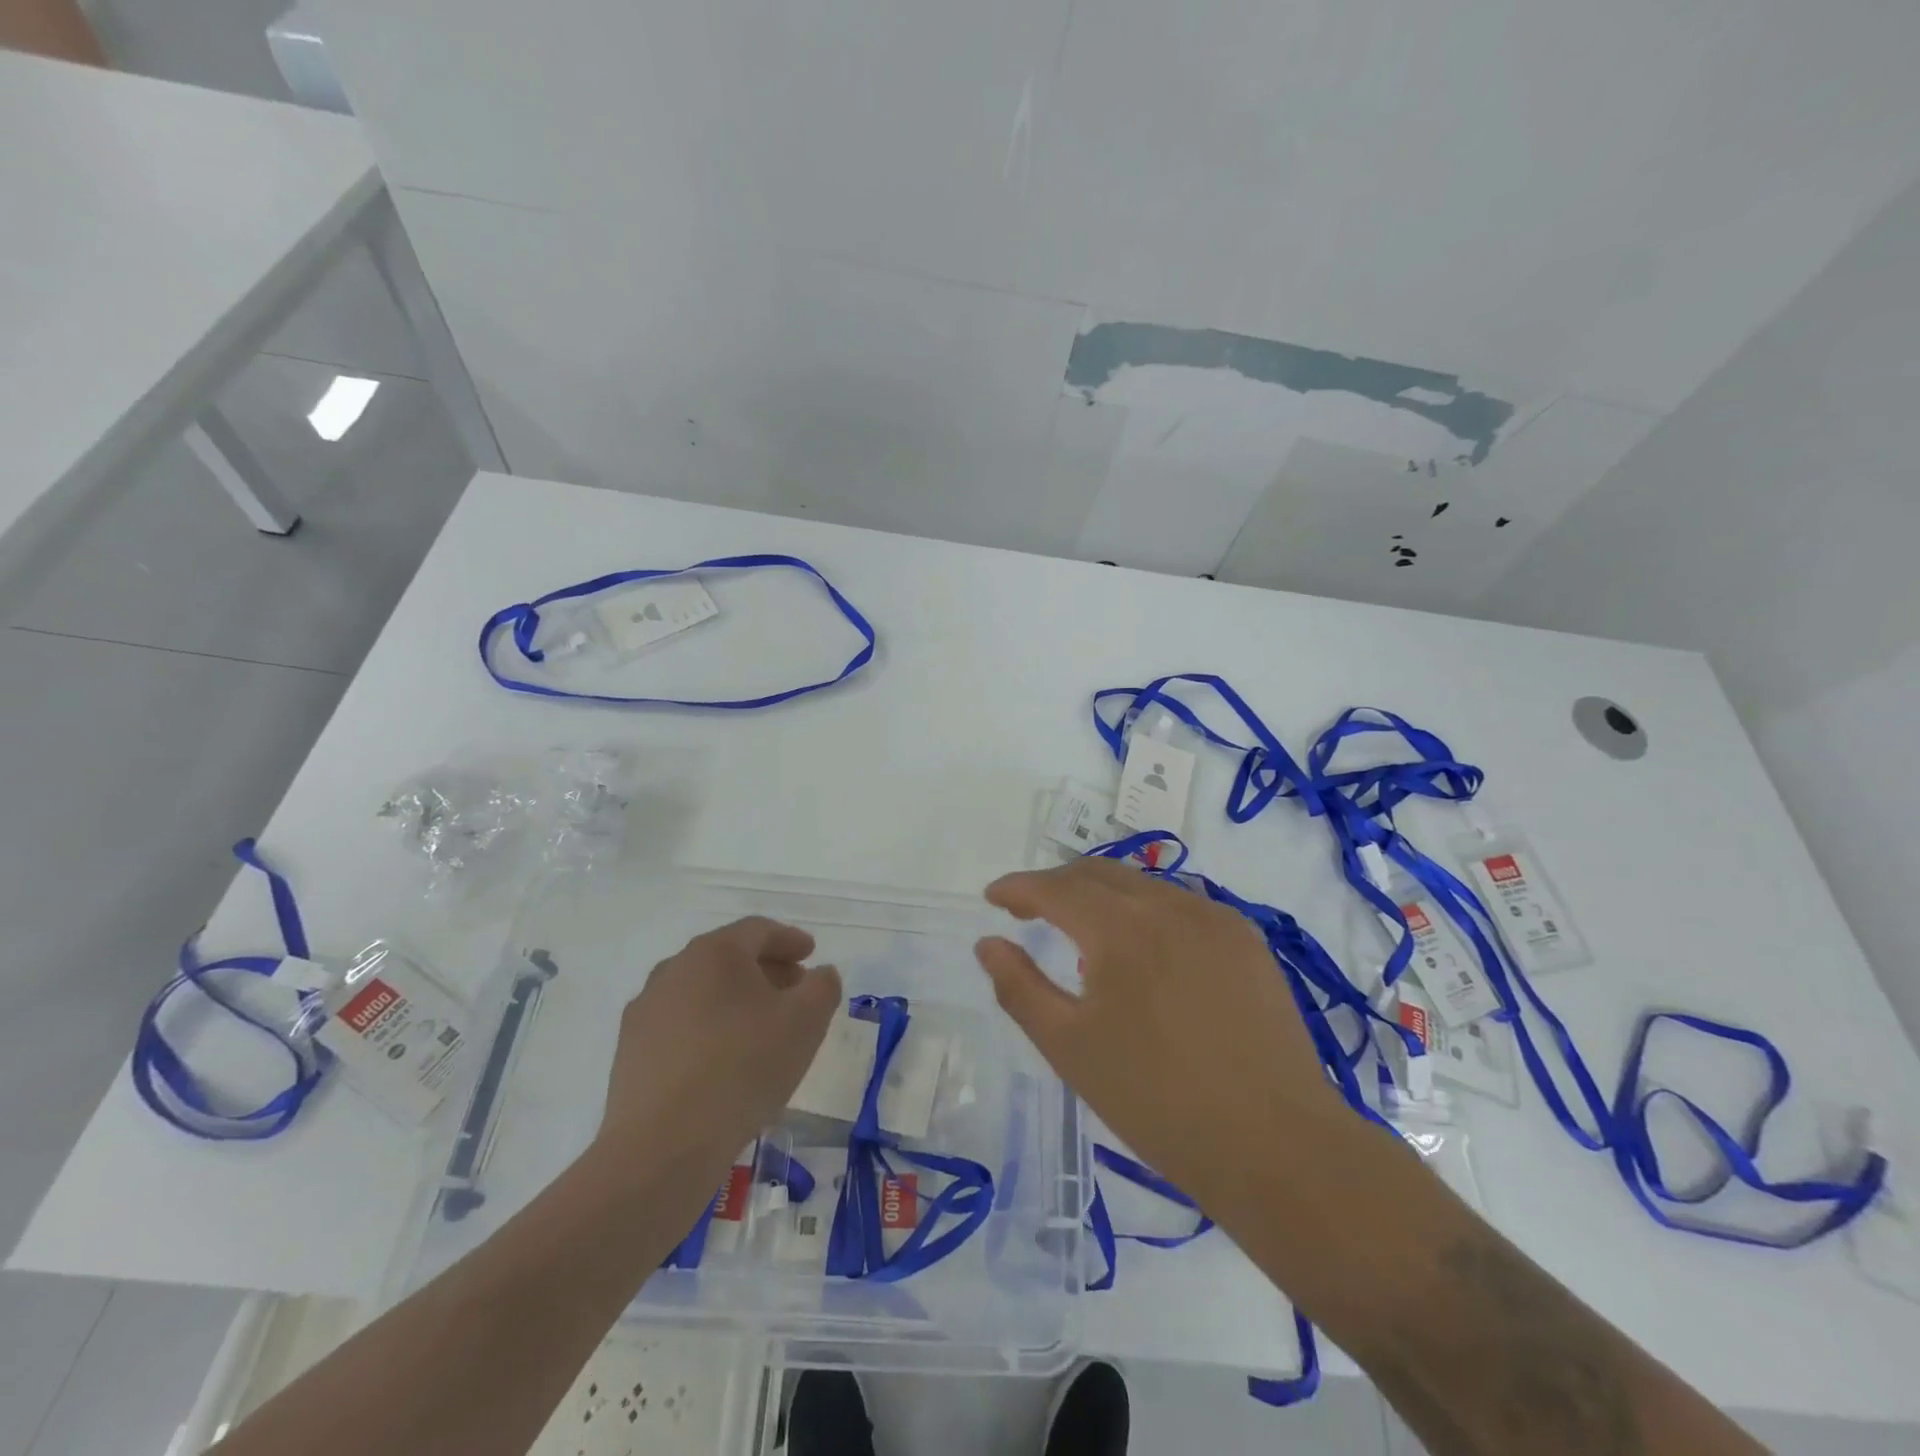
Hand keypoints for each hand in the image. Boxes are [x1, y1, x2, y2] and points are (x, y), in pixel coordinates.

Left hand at [594, 916, 840, 1179]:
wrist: (662, 1145)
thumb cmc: (744, 1067)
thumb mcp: (806, 1022)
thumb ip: (822, 987)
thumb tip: (820, 974)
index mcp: (715, 952)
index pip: (758, 930)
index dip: (790, 939)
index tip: (811, 954)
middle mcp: (674, 969)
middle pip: (728, 957)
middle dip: (765, 969)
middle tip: (793, 990)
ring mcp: (646, 1010)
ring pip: (702, 991)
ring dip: (735, 999)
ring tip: (761, 1028)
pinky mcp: (630, 1051)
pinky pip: (680, 1025)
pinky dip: (709, 1028)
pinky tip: (725, 1060)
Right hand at [974, 858, 1344, 1216]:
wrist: (1276, 1146)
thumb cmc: (1158, 1102)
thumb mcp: (1070, 1048)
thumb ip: (1020, 987)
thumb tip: (988, 943)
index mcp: (1120, 929)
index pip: (1055, 887)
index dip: (1018, 888)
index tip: (993, 897)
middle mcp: (1169, 906)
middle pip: (1098, 873)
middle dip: (1056, 885)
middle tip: (1029, 912)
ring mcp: (1214, 918)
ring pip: (1141, 884)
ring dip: (1102, 896)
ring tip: (1083, 931)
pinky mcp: (1246, 939)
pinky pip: (1181, 905)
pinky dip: (1146, 911)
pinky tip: (1145, 950)